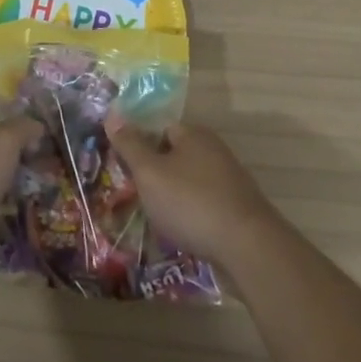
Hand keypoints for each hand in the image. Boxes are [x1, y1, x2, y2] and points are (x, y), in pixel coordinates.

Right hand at [104, 116, 280, 268]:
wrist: (247, 247)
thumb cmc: (191, 202)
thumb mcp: (150, 172)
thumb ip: (130, 145)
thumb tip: (112, 114)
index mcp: (194, 134)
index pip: (159, 129)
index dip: (139, 146)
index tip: (125, 169)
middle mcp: (214, 150)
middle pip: (175, 155)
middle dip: (155, 174)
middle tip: (135, 196)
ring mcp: (229, 180)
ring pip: (188, 182)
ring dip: (172, 197)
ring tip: (155, 218)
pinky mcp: (237, 208)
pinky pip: (203, 204)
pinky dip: (190, 214)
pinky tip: (181, 232)